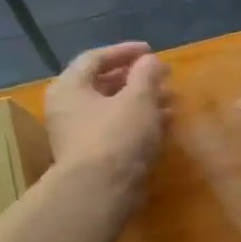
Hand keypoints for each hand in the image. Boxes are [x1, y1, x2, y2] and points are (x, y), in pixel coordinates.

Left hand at [43, 42, 173, 184]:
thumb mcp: (138, 98)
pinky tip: (165, 123)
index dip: (124, 52)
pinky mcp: (95, 156)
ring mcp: (80, 134)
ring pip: (114, 109)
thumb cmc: (117, 135)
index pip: (95, 58)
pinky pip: (118, 129)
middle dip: (137, 79)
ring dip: (142, 101)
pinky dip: (140, 122)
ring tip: (171, 99)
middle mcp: (69, 108)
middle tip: (162, 76)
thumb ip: (146, 74)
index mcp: (70, 88)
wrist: (102, 191)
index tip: (151, 51)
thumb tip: (150, 60)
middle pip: (104, 84)